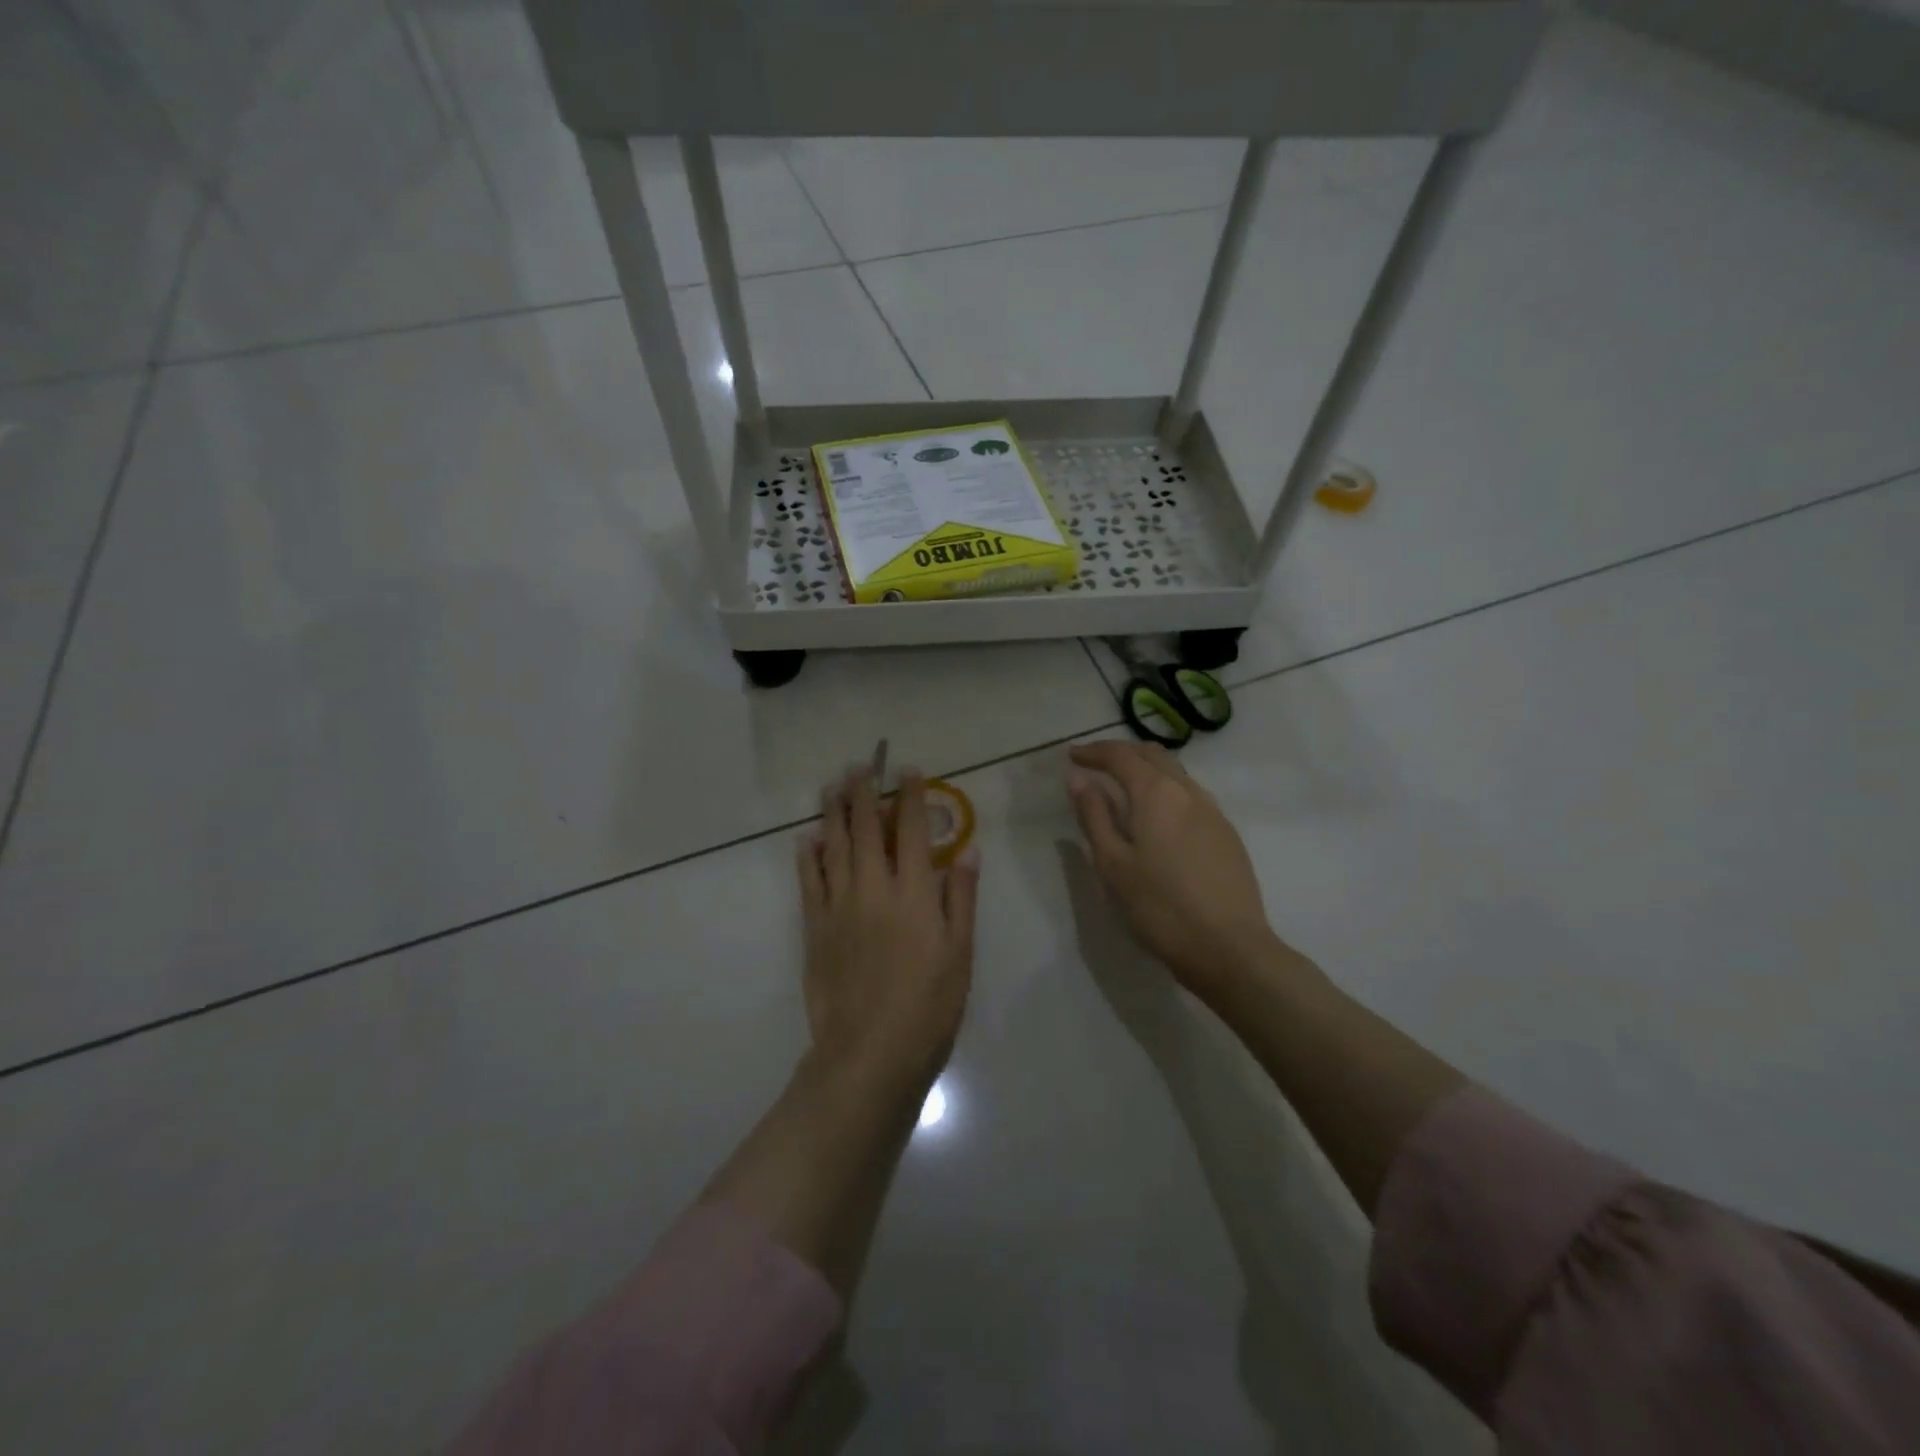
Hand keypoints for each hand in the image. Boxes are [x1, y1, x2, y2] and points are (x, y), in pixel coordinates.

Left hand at [799, 767, 980, 1095]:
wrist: (870, 1053)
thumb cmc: (928, 1006)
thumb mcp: (961, 953)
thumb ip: (961, 898)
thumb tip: (966, 851)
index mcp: (914, 892)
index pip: (912, 829)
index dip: (910, 796)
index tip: (908, 771)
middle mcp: (874, 888)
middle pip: (867, 828)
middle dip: (864, 792)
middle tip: (860, 766)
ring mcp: (839, 906)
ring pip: (835, 846)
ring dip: (834, 813)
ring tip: (832, 786)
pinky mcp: (815, 928)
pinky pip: (809, 881)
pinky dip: (809, 855)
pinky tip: (808, 839)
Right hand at [1066, 740, 1280, 1000]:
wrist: (1229, 949)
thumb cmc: (1160, 907)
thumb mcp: (1113, 864)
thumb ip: (1095, 816)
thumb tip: (1078, 778)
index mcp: (1157, 794)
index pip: (1122, 756)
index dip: (1094, 751)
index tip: (1072, 756)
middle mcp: (1189, 792)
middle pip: (1153, 756)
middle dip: (1122, 753)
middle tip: (1096, 764)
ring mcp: (1214, 812)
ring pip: (1176, 774)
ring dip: (1147, 770)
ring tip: (1124, 787)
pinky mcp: (1227, 835)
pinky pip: (1191, 796)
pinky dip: (1167, 791)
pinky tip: (1158, 817)